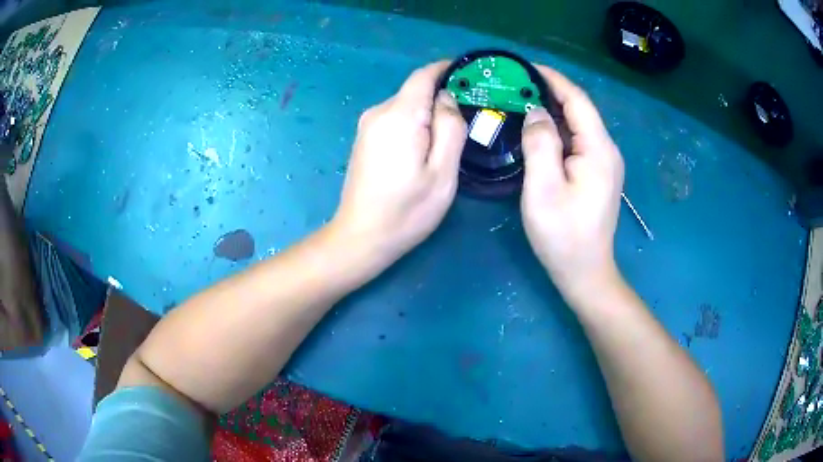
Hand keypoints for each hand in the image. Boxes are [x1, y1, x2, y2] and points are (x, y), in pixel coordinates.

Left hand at [332, 61, 466, 270]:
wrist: (361, 237)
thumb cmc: (407, 210)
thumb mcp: (442, 172)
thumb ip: (450, 128)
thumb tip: (446, 98)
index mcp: (399, 115)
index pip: (423, 75)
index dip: (447, 69)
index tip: (470, 74)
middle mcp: (378, 112)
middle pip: (415, 91)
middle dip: (442, 97)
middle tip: (470, 116)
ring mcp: (366, 126)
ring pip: (405, 106)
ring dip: (428, 113)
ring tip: (450, 134)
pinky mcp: (364, 139)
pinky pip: (394, 119)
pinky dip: (413, 123)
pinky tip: (424, 146)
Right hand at [520, 65, 624, 304]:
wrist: (585, 272)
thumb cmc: (563, 236)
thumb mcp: (544, 189)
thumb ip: (540, 144)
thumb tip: (535, 111)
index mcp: (598, 149)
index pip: (577, 100)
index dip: (553, 79)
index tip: (524, 67)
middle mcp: (606, 150)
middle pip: (579, 109)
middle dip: (549, 91)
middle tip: (515, 83)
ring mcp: (603, 162)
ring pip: (577, 124)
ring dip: (551, 109)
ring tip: (520, 99)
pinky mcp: (597, 173)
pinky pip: (577, 140)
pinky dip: (557, 128)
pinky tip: (537, 128)